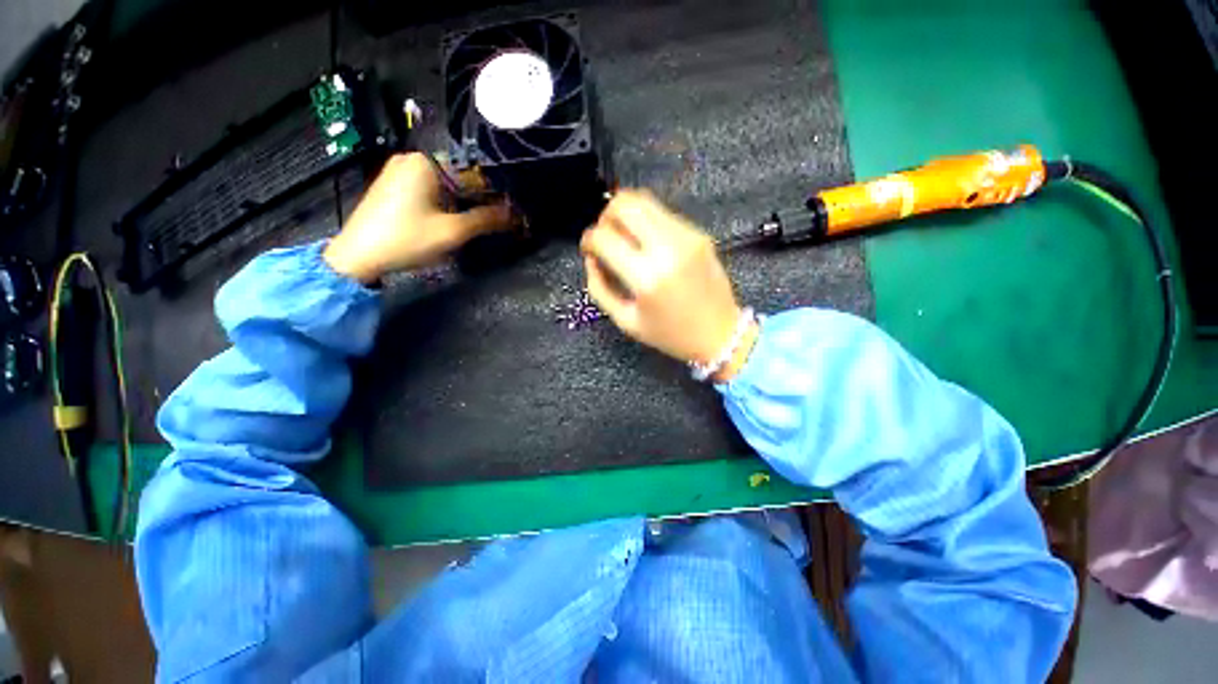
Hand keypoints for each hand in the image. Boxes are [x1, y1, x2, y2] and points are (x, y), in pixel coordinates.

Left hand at [324, 153, 511, 282]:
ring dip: (465, 201)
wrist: (358, 256)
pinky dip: (448, 201)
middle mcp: (412, 159)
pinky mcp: (394, 186)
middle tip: (499, 218)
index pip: (472, 170)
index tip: (511, 209)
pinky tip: (456, 218)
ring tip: (482, 220)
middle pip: (459, 176)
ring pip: (446, 183)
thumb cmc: (406, 239)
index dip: (495, 190)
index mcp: (425, 162)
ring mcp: (400, 171)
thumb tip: (514, 215)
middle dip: (480, 197)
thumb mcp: (452, 232)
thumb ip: (485, 220)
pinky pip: (431, 188)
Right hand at [581, 190, 757, 381]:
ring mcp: (687, 236)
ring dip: (626, 215)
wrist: (720, 333)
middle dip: (605, 216)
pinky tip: (647, 243)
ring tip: (624, 237)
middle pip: (624, 203)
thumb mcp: (626, 321)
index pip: (604, 237)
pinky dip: (647, 222)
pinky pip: (663, 214)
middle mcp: (667, 248)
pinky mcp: (698, 234)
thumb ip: (600, 288)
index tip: (589, 249)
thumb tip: (592, 258)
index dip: (588, 239)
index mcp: (646, 277)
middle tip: (605, 236)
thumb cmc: (670, 335)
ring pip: (645, 201)